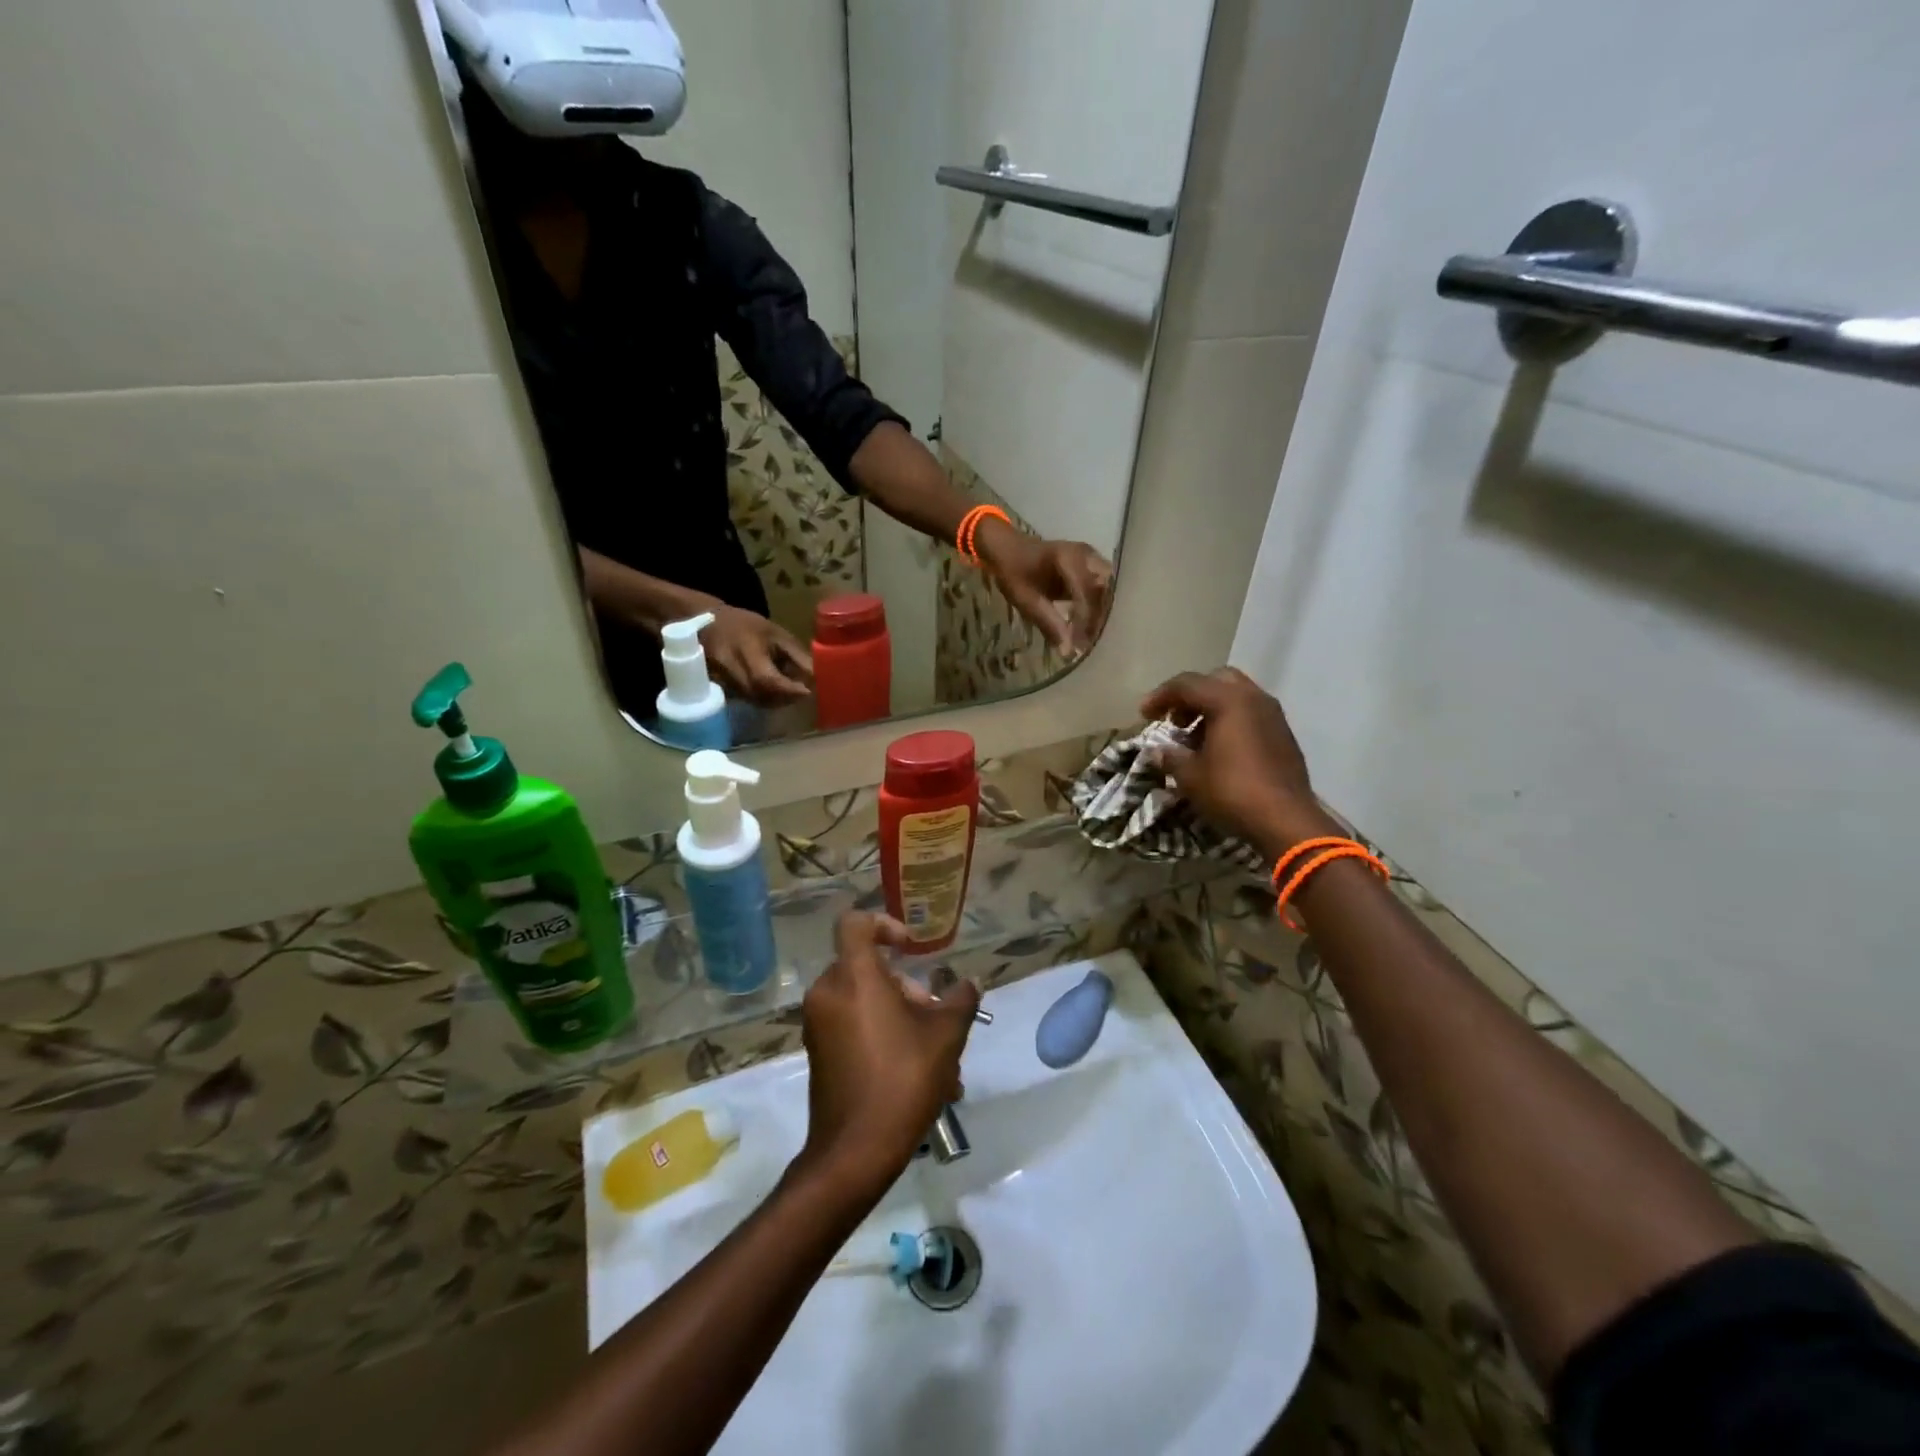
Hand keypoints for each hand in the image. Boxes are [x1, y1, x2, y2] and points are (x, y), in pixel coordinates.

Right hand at [698, 604, 812, 707]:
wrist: (707, 622)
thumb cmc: (747, 625)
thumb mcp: (776, 633)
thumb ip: (797, 656)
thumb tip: (818, 677)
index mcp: (746, 650)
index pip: (768, 679)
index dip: (789, 689)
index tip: (808, 691)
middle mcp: (731, 669)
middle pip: (761, 695)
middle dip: (785, 698)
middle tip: (802, 693)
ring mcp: (722, 681)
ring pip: (754, 701)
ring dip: (776, 702)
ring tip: (790, 692)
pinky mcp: (720, 687)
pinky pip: (746, 700)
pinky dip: (763, 700)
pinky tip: (774, 692)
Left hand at [797, 914, 979, 1192]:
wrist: (854, 1152)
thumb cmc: (902, 1080)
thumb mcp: (945, 1036)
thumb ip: (960, 1000)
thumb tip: (969, 983)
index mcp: (854, 977)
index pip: (854, 923)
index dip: (883, 924)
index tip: (909, 949)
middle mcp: (828, 993)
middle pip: (867, 967)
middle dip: (906, 987)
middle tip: (935, 1016)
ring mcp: (818, 1025)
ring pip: (865, 1001)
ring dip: (901, 1017)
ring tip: (939, 1057)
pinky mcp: (818, 1052)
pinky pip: (853, 1026)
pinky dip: (882, 1035)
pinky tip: (919, 1074)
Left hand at [976, 522, 1112, 657]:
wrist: (1008, 548)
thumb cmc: (1013, 571)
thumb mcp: (1026, 600)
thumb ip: (1048, 623)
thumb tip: (1067, 651)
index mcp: (1069, 559)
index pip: (1087, 595)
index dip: (1086, 622)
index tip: (1080, 645)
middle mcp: (1087, 556)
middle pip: (1104, 592)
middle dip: (1099, 619)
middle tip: (1089, 643)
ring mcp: (1091, 558)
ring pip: (1106, 591)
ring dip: (1100, 614)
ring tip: (1088, 637)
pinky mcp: (1091, 565)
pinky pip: (1101, 588)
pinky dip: (1096, 607)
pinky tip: (1087, 625)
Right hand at [1141, 668, 1337, 854]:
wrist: (1286, 820)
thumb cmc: (1232, 792)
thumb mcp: (1190, 776)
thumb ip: (1171, 757)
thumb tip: (1158, 751)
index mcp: (1227, 700)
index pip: (1186, 684)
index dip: (1160, 696)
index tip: (1144, 716)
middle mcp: (1253, 698)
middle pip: (1215, 680)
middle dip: (1190, 696)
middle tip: (1174, 720)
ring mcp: (1273, 715)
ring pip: (1236, 696)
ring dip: (1211, 709)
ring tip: (1194, 739)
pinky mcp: (1283, 734)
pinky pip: (1251, 714)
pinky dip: (1230, 721)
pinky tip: (1220, 750)